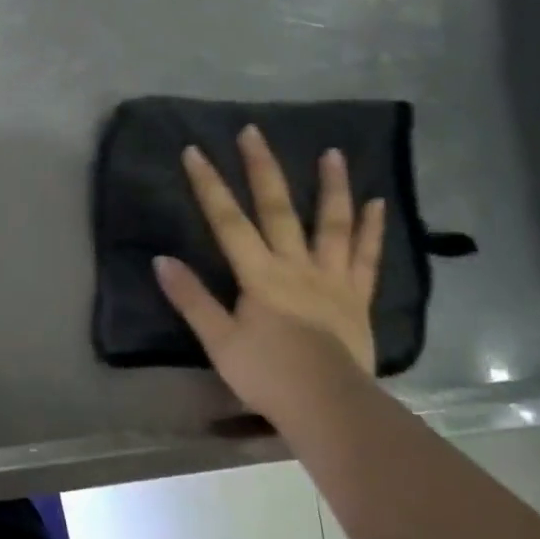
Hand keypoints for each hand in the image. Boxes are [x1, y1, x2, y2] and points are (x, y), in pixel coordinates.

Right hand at [152, 125, 385, 422]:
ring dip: (331, 187)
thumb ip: (192, 298)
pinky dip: (372, 229)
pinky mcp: (357, 297)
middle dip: (262, 168)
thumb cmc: (268, 374)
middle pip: (278, 209)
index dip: (209, 185)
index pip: (228, 221)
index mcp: (260, 275)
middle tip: (254, 131)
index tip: (194, 151)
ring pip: (332, 225)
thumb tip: (161, 260)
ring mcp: (332, 279)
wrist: (330, 407)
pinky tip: (378, 203)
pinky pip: (367, 258)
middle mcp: (296, 266)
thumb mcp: (218, 340)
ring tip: (332, 153)